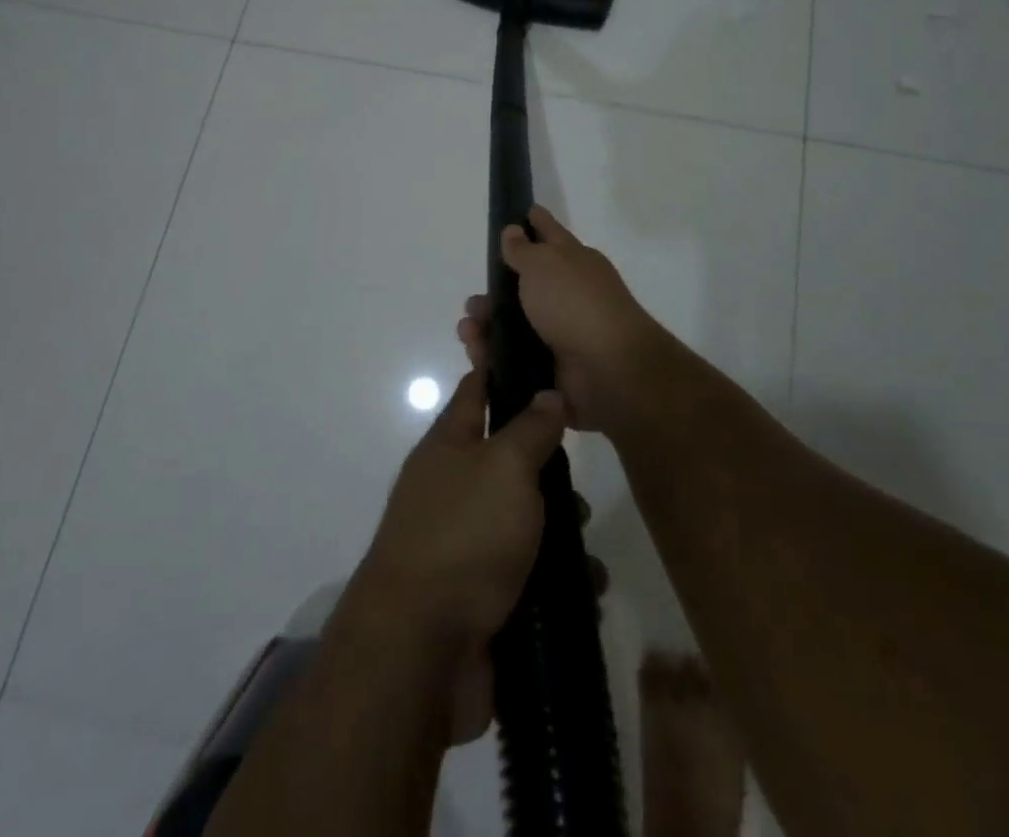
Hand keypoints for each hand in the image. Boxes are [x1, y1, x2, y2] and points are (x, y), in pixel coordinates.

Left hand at [346, 368, 566, 740]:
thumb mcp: (506, 465)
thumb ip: (531, 427)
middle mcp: (452, 488)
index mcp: (449, 446)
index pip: (476, 391)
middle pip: (508, 462)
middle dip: (550, 473)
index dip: (502, 370)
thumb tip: (547, 392)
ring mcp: (463, 544)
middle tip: (580, 487)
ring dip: (561, 534)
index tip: (538, 358)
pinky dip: (557, 581)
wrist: (421, 649)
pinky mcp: (479, 596)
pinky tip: (585, 590)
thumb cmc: (465, 534)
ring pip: (523, 522)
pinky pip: (528, 575)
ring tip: (587, 552)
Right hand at [456, 205, 669, 433]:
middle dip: (494, 292)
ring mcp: (562, 333)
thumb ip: (523, 249)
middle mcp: (569, 294)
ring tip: (468, 331)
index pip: (550, 233)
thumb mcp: (544, 264)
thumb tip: (514, 230)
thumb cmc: (575, 303)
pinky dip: (493, 356)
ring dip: (487, 326)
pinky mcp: (552, 367)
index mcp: (574, 262)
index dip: (534, 222)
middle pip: (524, 286)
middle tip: (472, 303)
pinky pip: (514, 358)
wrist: (608, 369)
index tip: (520, 212)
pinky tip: (478, 355)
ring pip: (514, 325)